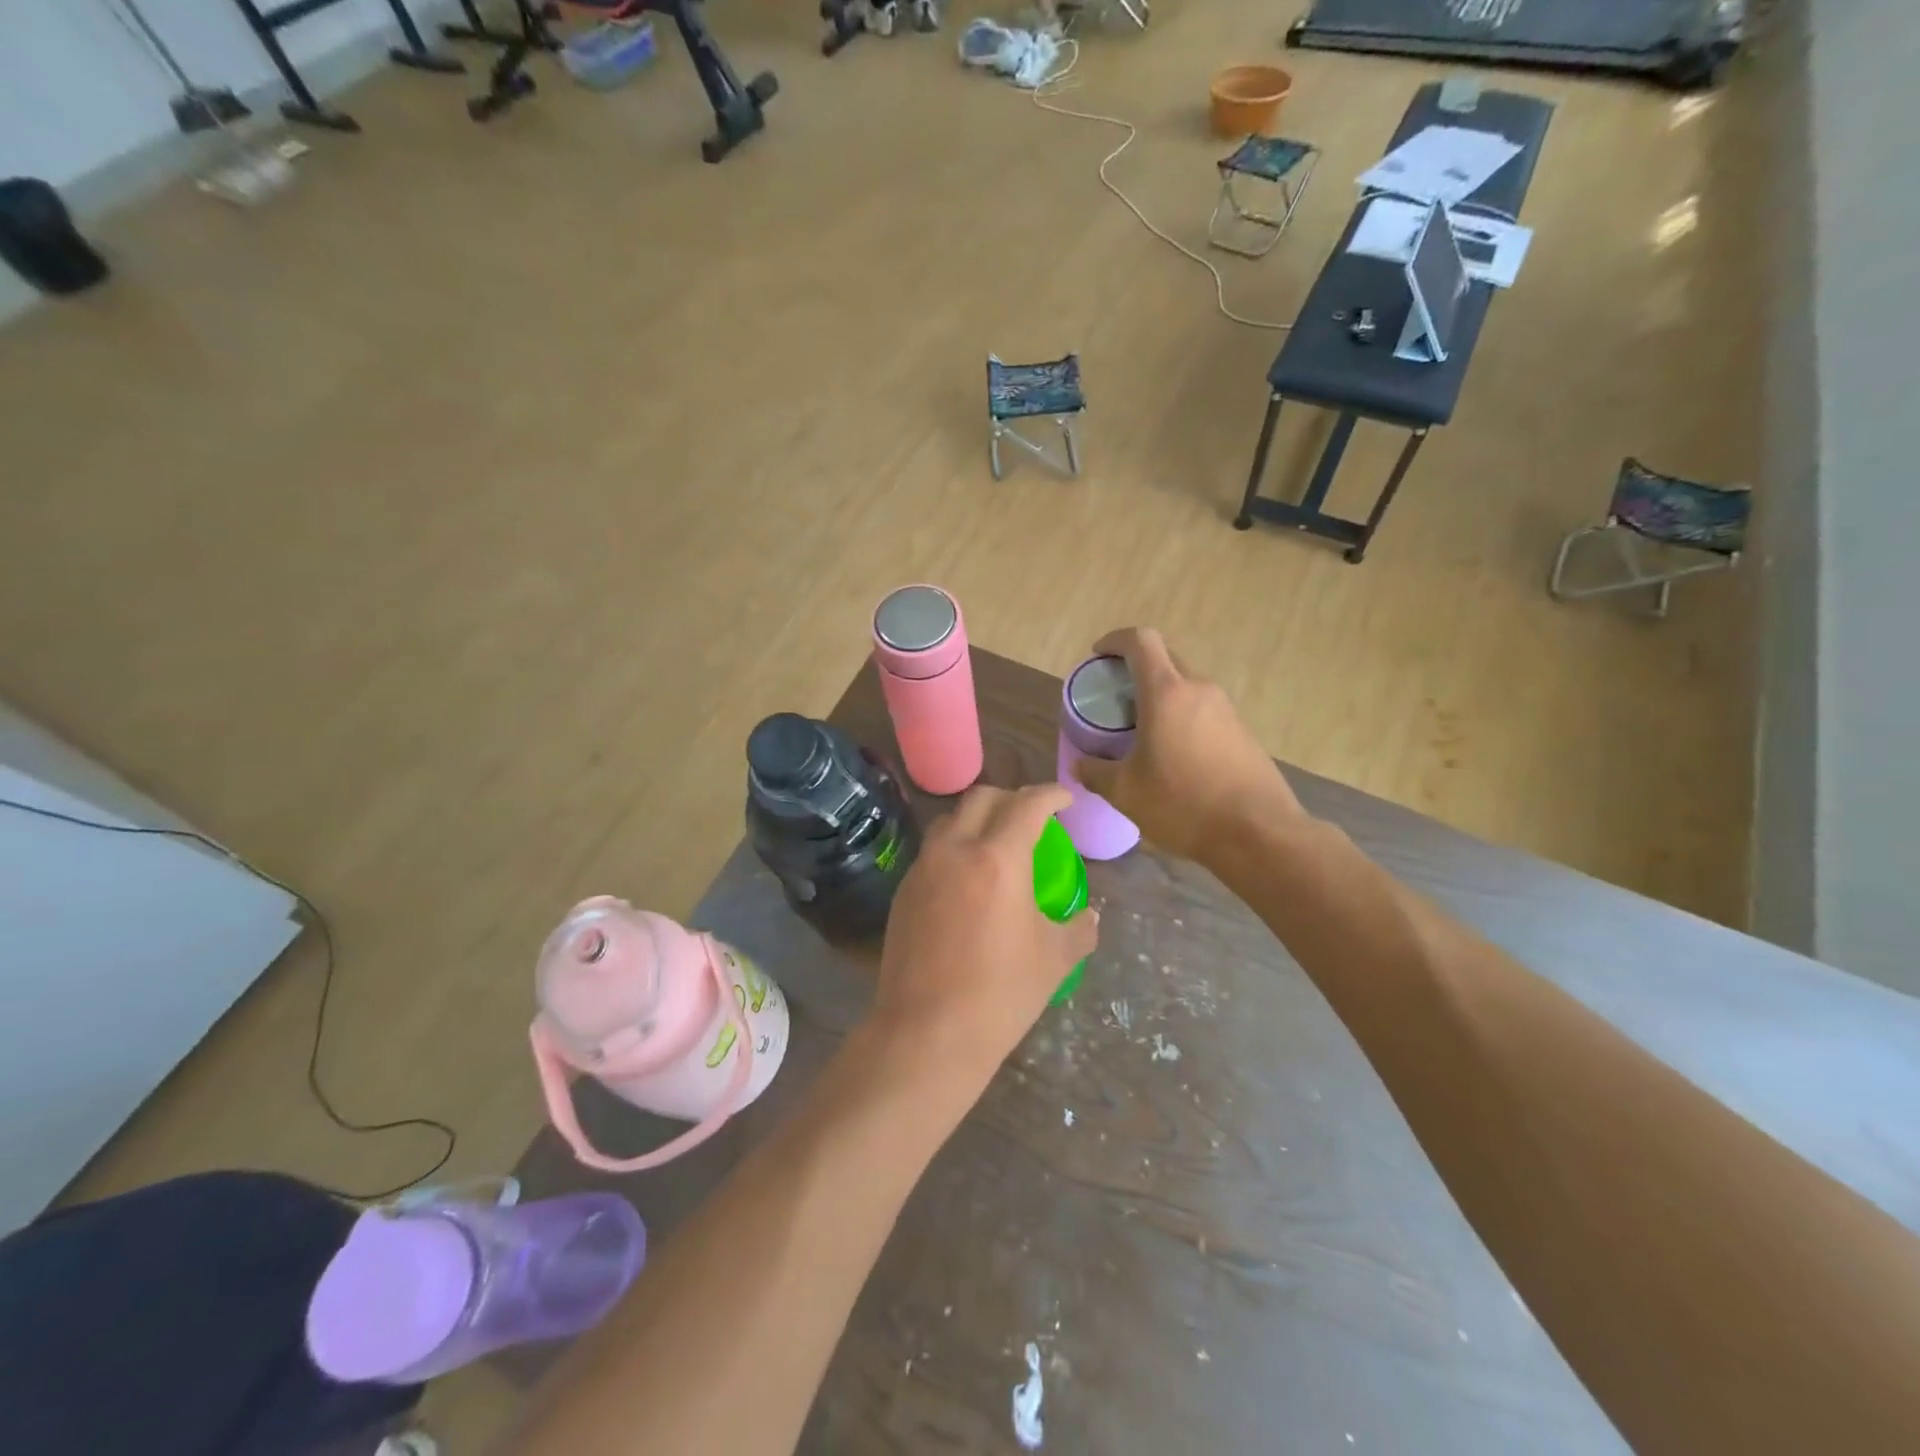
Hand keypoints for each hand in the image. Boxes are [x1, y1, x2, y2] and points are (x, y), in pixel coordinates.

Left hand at [871, 784, 1097, 1093]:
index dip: (1051, 794)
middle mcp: (955, 850)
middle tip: (1032, 817)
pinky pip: (932, 852)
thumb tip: (1090, 917)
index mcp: (998, 858)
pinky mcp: (903, 891)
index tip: (1066, 799)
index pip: (1027, 804)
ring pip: (950, 821)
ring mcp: (923, 869)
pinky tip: (966, 881)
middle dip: (1011, 797)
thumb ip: (1078, 929)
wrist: (928, 1032)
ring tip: (996, 844)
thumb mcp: (1054, 959)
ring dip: (977, 820)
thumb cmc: (1001, 993)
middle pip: (981, 798)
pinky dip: (954, 849)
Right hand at [1071, 627, 1303, 864]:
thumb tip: (1080, 766)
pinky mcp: (1242, 731)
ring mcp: (1226, 709)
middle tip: (1115, 697)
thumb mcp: (1125, 792)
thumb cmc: (1183, 804)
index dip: (1115, 640)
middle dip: (1136, 667)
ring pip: (1186, 685)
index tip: (1098, 657)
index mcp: (1166, 693)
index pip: (1140, 641)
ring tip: (1141, 728)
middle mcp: (1199, 689)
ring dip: (1161, 694)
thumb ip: (1096, 773)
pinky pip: (1204, 709)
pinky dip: (1182, 716)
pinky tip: (1173, 752)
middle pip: (1164, 658)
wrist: (1258, 833)